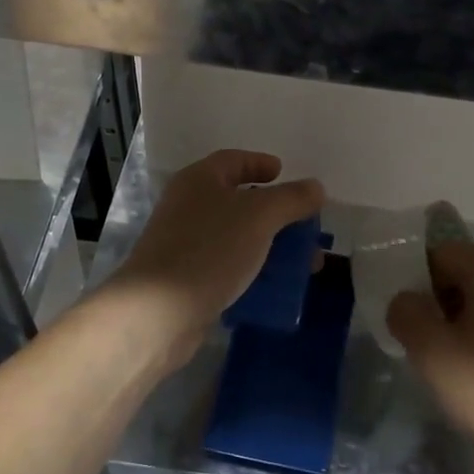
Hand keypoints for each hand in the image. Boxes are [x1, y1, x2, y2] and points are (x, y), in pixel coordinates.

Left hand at [113, 149, 324, 341]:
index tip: (284, 173)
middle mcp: (189, 207)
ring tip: (304, 264)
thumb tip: (316, 187)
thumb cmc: (210, 250)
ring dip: (271, 247)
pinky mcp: (187, 279)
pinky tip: (275, 288)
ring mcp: (185, 244)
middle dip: (277, 214)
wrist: (158, 312)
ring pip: (237, 238)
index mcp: (200, 180)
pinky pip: (228, 267)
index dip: (260, 163)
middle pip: (239, 201)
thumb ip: (291, 199)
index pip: (233, 160)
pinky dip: (253, 273)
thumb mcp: (259, 216)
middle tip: (306, 227)